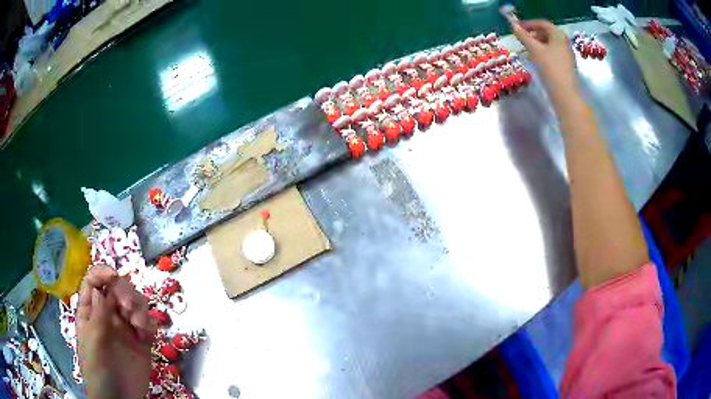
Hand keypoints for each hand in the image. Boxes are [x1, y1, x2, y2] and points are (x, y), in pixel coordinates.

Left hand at [77, 266, 156, 398]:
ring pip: (134, 303)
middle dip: (124, 291)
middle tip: (129, 307)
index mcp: (90, 312)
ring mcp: (125, 328)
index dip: (102, 273)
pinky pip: (148, 324)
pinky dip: (149, 323)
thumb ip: (97, 315)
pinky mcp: (142, 342)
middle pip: (116, 289)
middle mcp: (107, 315)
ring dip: (139, 306)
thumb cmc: (98, 370)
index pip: (94, 282)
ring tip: (140, 323)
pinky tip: (147, 333)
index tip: (113, 276)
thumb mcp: (92, 342)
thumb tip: (100, 290)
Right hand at [511, 20, 575, 102]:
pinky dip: (543, 53)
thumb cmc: (550, 68)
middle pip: (547, 33)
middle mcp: (564, 42)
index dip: (529, 24)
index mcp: (558, 35)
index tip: (518, 28)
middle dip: (533, 34)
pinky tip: (537, 60)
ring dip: (537, 44)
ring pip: (549, 44)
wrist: (565, 94)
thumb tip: (513, 25)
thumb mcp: (534, 49)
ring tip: (527, 50)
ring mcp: (566, 54)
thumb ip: (523, 36)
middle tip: (522, 39)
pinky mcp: (566, 65)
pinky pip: (553, 53)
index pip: (543, 24)